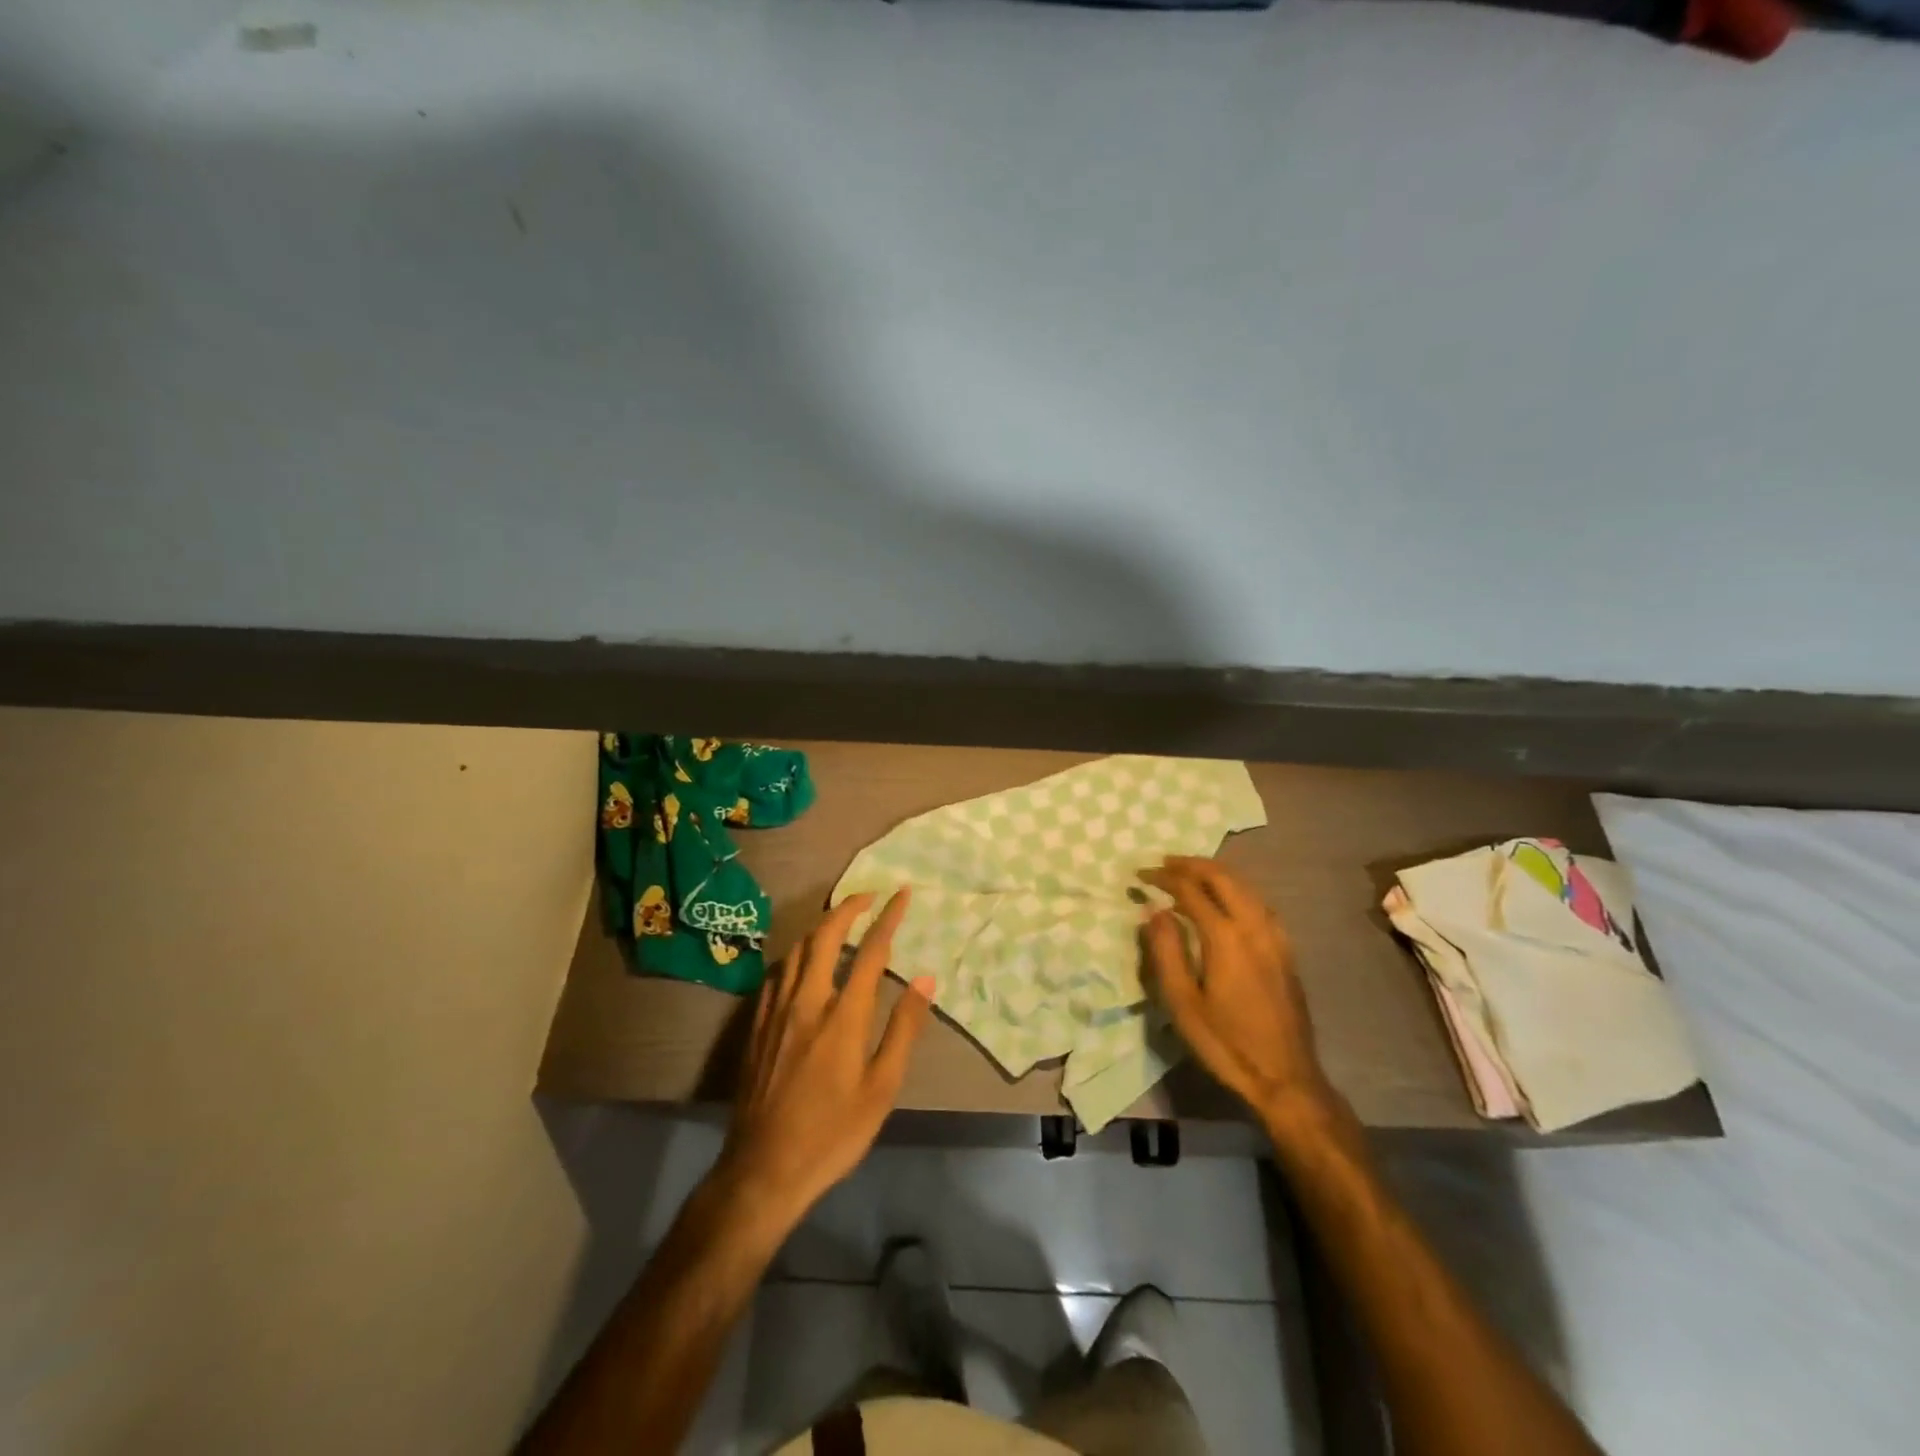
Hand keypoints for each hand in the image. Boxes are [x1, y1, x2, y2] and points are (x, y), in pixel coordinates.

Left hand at [716, 889, 933, 1231]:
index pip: (870, 951)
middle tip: (868, 896)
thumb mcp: (881, 1088)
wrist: (763, 1168)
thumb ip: (903, 1028)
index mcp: (842, 1015)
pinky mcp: (757, 1026)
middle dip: (848, 908)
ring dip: (821, 926)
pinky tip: (803, 962)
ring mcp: (776, 1011)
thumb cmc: (833, 1132)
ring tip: (840, 920)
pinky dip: (797, 954)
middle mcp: (806, 1001)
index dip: (888, 917)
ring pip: (797, 950)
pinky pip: (778, 973)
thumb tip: (926, 979)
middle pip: (825, 936)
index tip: (901, 894)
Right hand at [1142, 856, 1333, 1125]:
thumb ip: (1166, 951)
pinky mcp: (1286, 949)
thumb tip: (1153, 911)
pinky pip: (1258, 902)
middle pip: (1222, 877)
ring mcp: (1275, 936)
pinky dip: (1235, 888)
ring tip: (1189, 873)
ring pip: (1245, 886)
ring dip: (1215, 873)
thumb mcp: (1182, 1003)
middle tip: (1164, 863)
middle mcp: (1253, 926)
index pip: (1190, 890)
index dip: (1163, 878)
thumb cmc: (1226, 1043)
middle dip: (1191, 865)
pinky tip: (1226, 899)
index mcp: (1225, 937)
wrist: (1286, 1077)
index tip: (1140, 875)